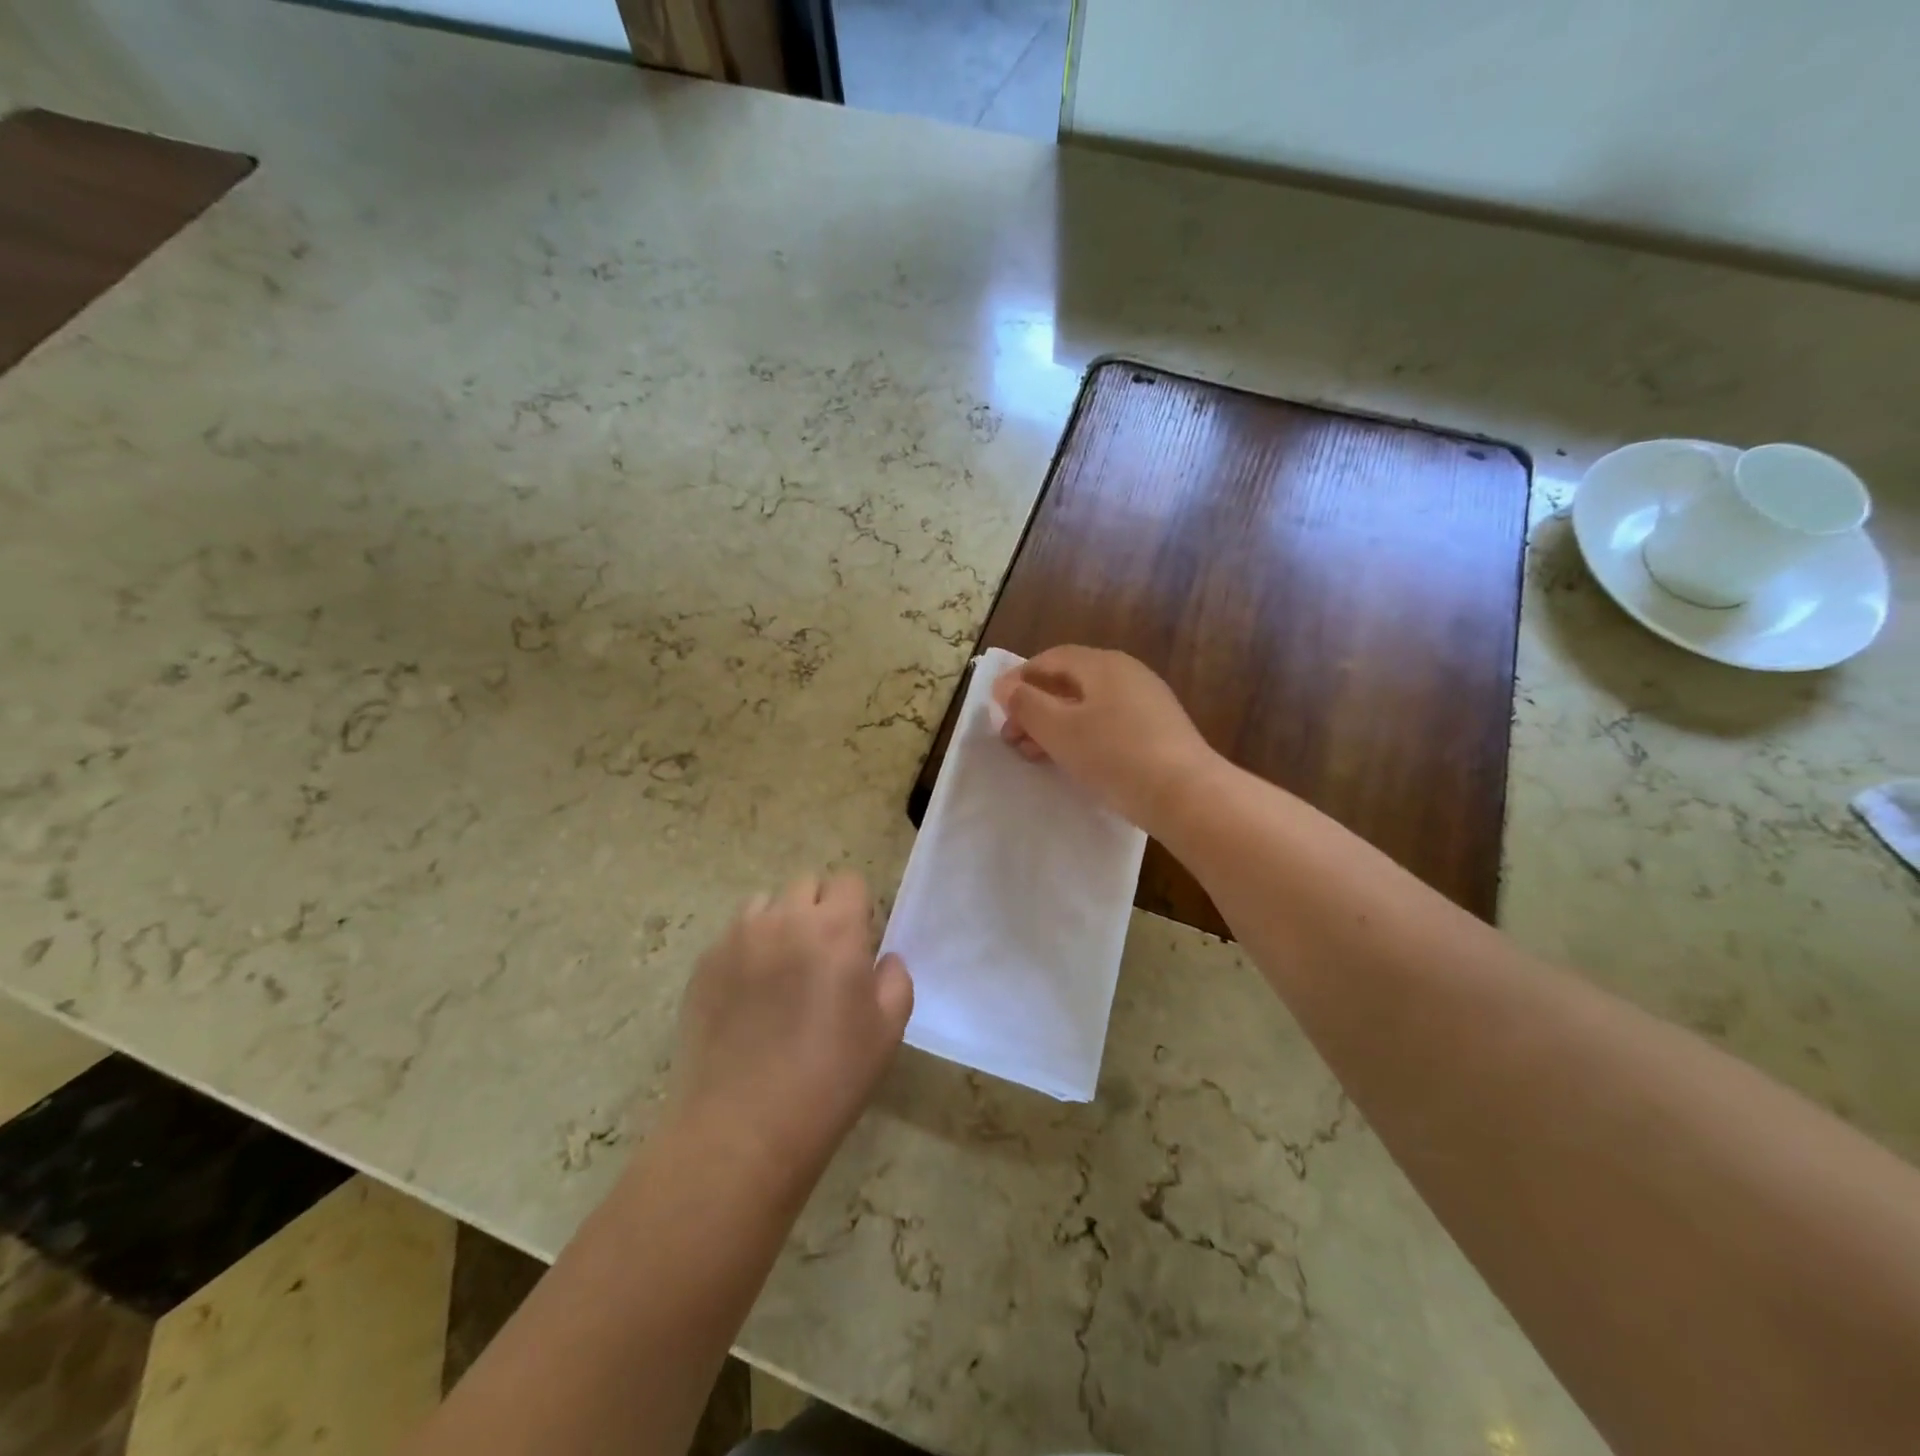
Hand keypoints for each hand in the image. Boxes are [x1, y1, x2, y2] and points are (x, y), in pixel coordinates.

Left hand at [669, 873, 912, 1187]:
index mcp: (835, 929)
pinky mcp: (704, 964)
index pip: (849, 881)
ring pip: (765, 905)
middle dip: (819, 909)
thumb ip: (895, 980)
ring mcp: (737, 939)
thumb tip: (883, 959)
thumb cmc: (829, 1079)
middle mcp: (784, 919)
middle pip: (806, 885)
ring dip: (779, 923)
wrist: (742, 1128)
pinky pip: (732, 936)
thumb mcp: (887, 1032)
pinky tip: (748, 997)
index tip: (857, 942)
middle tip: (821, 957)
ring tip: (780, 971)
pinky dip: (746, 950)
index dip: (857, 907)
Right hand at [992, 646, 1219, 835]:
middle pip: (1069, 682)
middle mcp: (1126, 673)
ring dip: (1055, 725)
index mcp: (1102, 664)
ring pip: (1088, 705)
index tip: (998, 709)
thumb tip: (1004, 685)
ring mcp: (1146, 701)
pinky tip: (1073, 761)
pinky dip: (1082, 736)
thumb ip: (1025, 704)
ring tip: (1035, 754)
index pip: (1050, 659)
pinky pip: (1108, 723)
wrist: (1185, 794)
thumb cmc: (1113, 755)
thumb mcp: (1058, 729)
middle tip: (1012, 739)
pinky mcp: (1158, 730)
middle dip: (1035, 707)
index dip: (1019, 679)